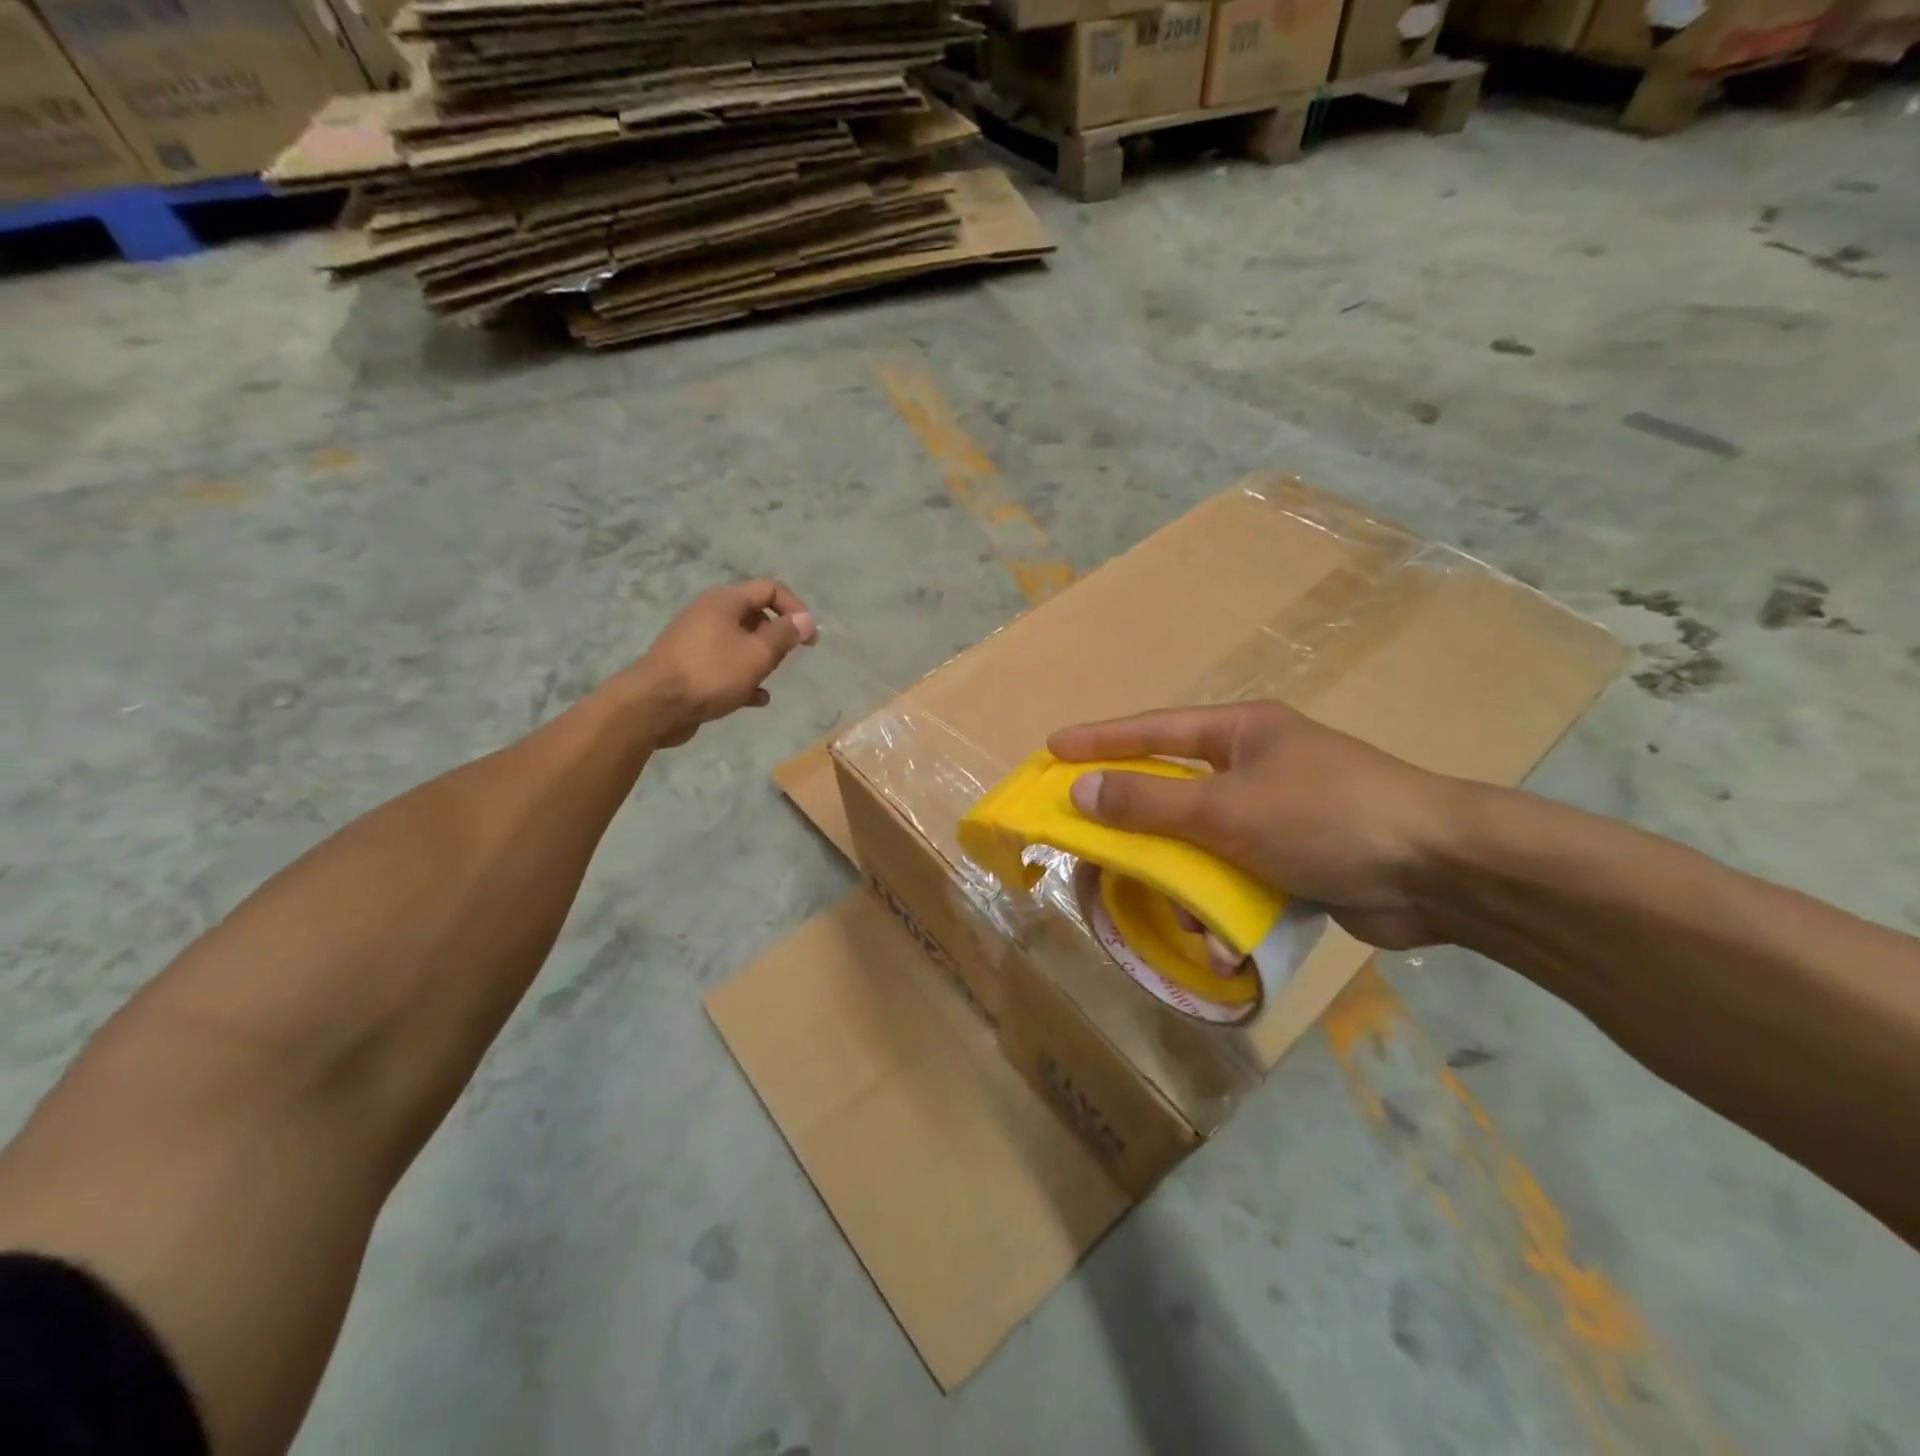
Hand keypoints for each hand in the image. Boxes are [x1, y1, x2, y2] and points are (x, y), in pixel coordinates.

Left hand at [628, 580, 816, 747]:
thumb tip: (805, 620)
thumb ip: (785, 635)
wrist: (655, 705)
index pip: (770, 588)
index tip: (809, 637)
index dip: (795, 608)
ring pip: (739, 642)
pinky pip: (724, 665)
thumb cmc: (712, 673)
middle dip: (777, 635)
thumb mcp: (758, 654)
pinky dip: (743, 677)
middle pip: (754, 614)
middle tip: (787, 658)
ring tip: (770, 677)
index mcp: (725, 601)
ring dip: (760, 658)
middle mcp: (709, 614)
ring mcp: (696, 640)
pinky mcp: (689, 666)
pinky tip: (756, 699)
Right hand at [1048, 702, 1469, 949]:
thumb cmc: (1326, 816)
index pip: (1154, 730)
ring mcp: (1275, 817)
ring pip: (1200, 845)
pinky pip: (1236, 880)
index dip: (1100, 740)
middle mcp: (1254, 768)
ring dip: (1183, 883)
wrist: (1441, 872)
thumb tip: (1081, 792)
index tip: (1053, 750)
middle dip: (1136, 825)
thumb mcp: (1227, 807)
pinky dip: (1223, 909)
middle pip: (1172, 793)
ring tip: (1173, 915)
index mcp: (1241, 734)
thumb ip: (1150, 802)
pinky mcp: (1294, 863)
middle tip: (1088, 843)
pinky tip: (1222, 943)